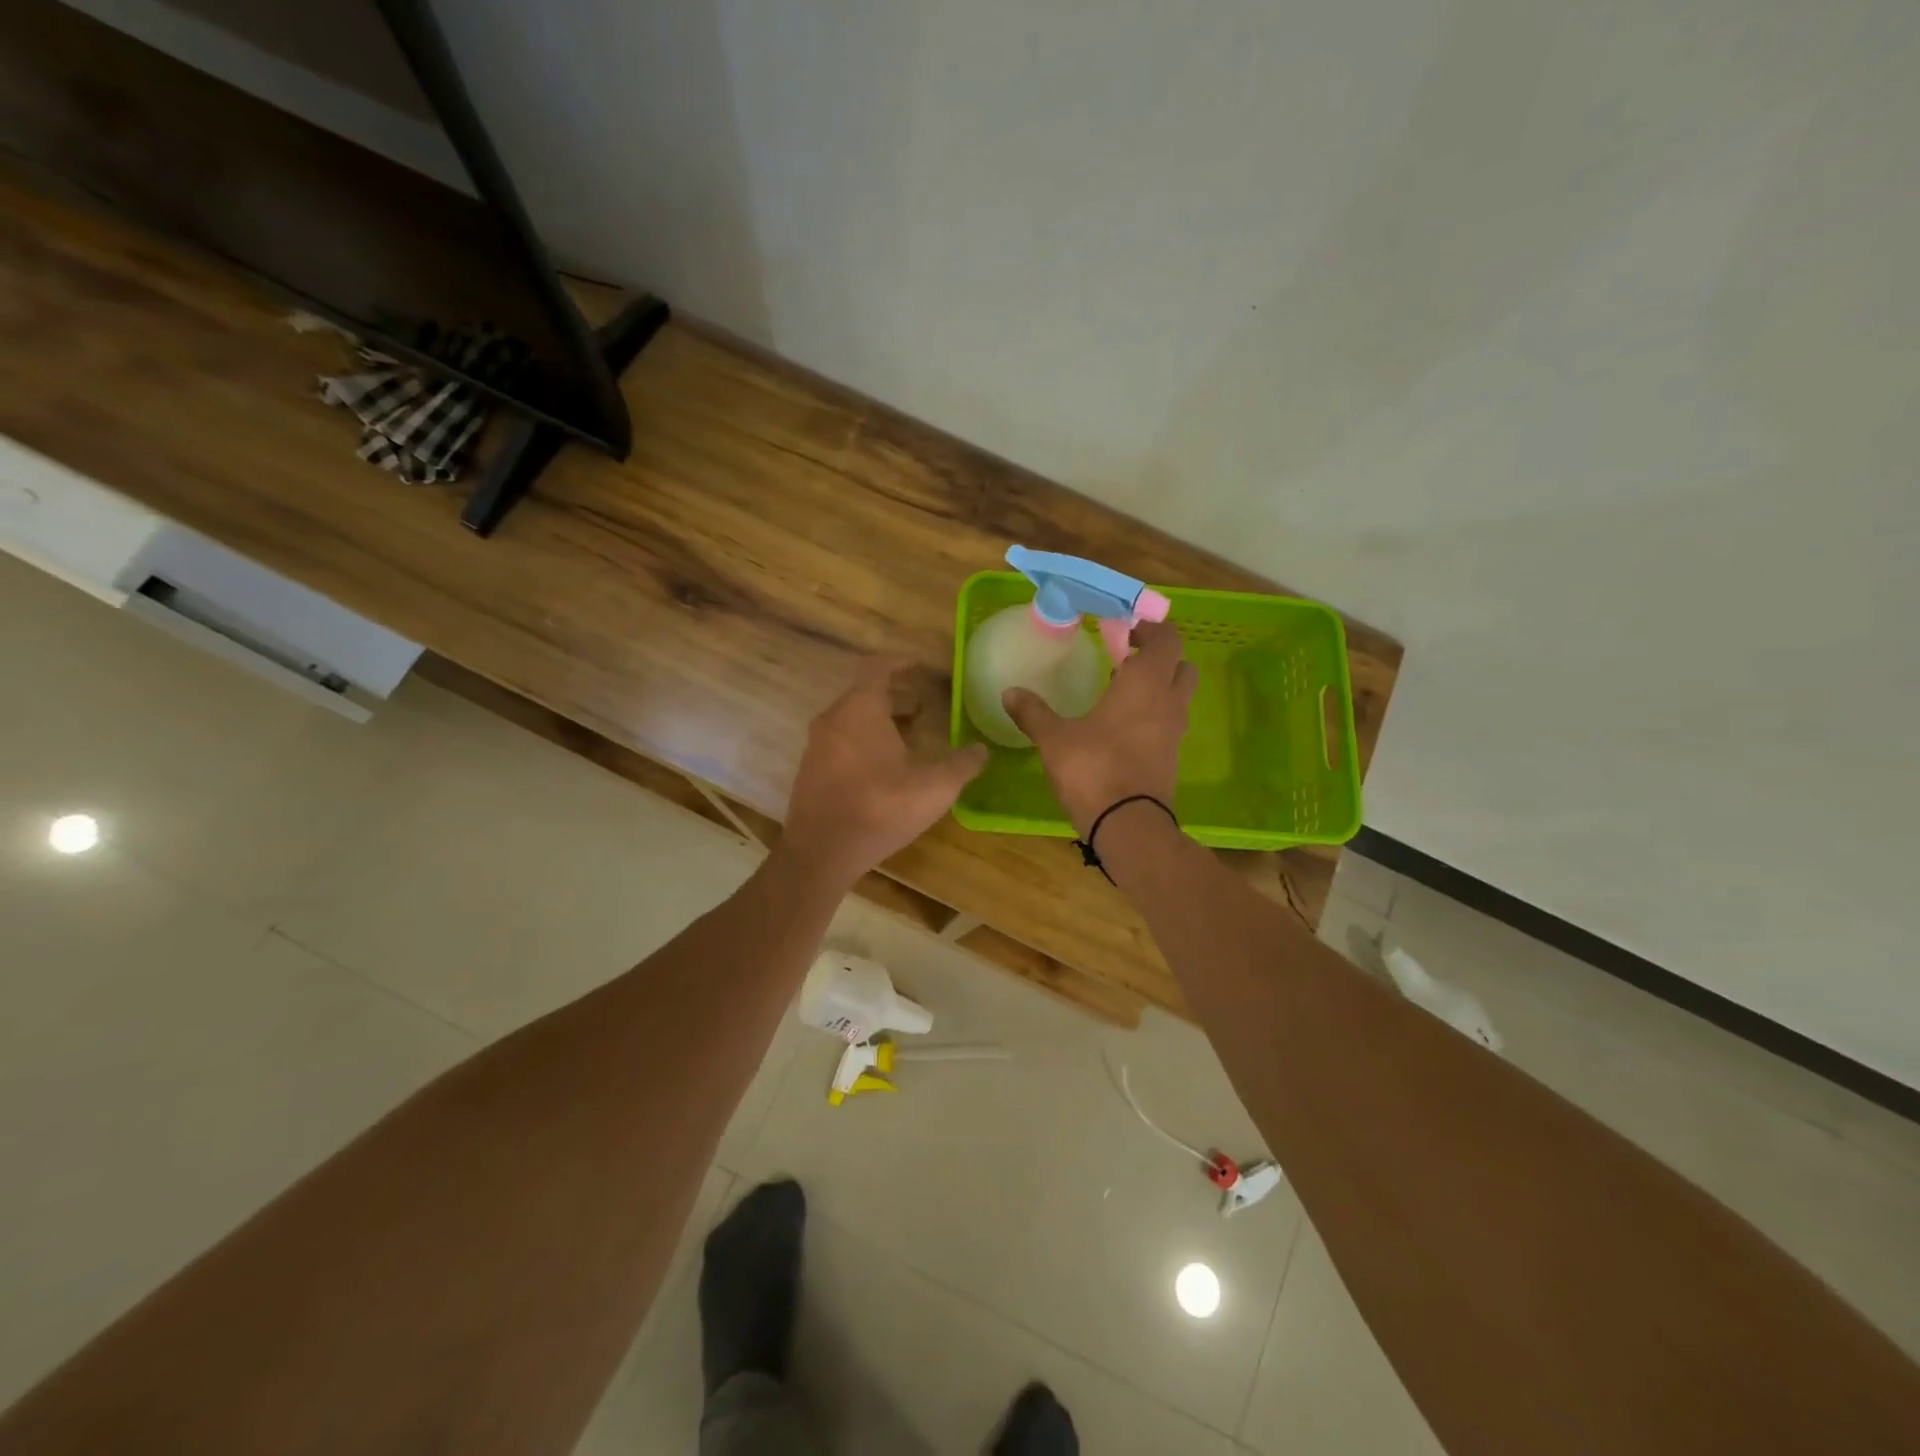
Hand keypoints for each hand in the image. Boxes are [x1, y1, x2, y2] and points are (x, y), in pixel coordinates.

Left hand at [782, 657, 988, 884]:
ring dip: (880, 720)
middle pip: (865, 692)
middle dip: (896, 695)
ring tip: (909, 736)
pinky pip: (840, 741)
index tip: (921, 667)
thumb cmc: (880, 808)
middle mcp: (833, 718)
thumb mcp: (934, 787)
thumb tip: (982, 750)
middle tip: (924, 706)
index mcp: (861, 708)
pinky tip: (884, 767)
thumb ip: (962, 764)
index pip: (878, 666)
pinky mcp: (809, 770)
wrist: (821, 852)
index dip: (901, 662)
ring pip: (851, 718)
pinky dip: (863, 741)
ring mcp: (817, 744)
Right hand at [1003, 619, 1196, 835]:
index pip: (1167, 639)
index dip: (1150, 629)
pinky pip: (1169, 724)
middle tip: (1126, 660)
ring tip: (1120, 693)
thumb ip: (1033, 712)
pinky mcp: (1172, 758)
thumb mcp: (1054, 739)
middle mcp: (1168, 702)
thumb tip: (1009, 692)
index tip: (1124, 631)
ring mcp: (1175, 732)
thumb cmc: (1093, 769)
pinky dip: (1154, 716)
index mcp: (1145, 683)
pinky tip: (1121, 728)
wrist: (1128, 825)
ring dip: (1159, 687)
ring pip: (1178, 696)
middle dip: (1159, 658)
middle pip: (1182, 665)